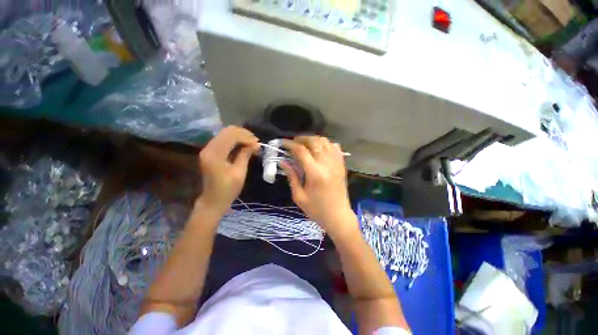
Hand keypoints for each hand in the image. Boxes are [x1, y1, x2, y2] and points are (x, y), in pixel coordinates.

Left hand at [197, 126, 258, 216]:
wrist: (213, 200)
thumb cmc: (228, 189)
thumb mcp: (240, 172)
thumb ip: (246, 155)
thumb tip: (257, 144)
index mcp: (215, 155)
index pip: (231, 136)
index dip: (246, 137)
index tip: (258, 143)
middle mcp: (208, 148)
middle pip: (227, 131)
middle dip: (243, 134)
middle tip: (255, 142)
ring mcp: (207, 149)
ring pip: (225, 133)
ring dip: (239, 136)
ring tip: (251, 143)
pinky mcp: (210, 151)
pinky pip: (223, 139)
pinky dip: (234, 140)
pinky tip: (243, 145)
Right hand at [282, 136, 357, 238]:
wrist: (338, 216)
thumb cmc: (316, 209)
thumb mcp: (299, 196)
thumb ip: (291, 176)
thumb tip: (283, 162)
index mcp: (315, 173)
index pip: (301, 151)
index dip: (290, 144)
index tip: (283, 143)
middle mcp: (327, 164)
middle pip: (314, 141)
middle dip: (301, 138)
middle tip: (293, 143)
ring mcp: (337, 163)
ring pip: (325, 141)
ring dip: (313, 140)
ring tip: (305, 145)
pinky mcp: (342, 165)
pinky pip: (335, 147)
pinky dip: (326, 144)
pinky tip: (319, 149)